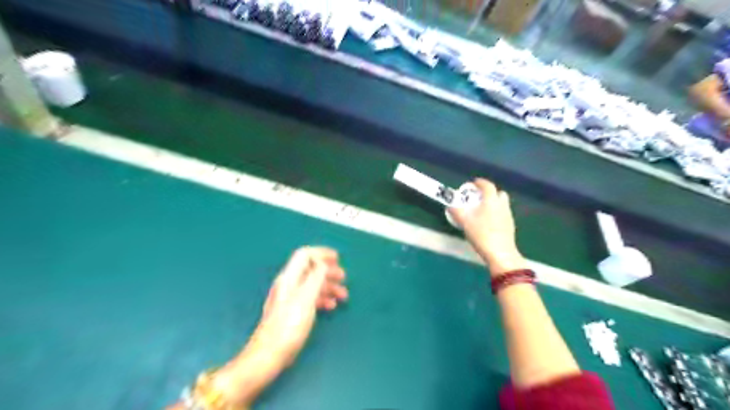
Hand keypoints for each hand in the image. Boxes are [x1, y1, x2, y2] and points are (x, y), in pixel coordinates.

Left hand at [256, 245, 347, 362]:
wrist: (269, 354)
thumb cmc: (289, 326)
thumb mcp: (306, 298)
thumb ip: (316, 277)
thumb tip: (324, 263)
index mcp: (290, 278)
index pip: (305, 255)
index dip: (322, 253)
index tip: (338, 258)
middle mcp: (289, 284)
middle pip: (311, 269)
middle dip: (329, 271)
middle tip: (344, 278)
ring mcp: (290, 298)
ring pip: (312, 284)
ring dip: (328, 286)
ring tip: (343, 295)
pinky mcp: (292, 311)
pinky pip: (310, 297)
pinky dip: (322, 298)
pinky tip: (331, 306)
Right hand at [447, 177, 528, 276]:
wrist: (500, 253)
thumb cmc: (481, 234)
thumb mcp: (464, 222)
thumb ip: (456, 211)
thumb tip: (450, 205)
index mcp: (491, 201)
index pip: (488, 186)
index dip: (480, 182)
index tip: (473, 183)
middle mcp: (502, 205)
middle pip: (499, 193)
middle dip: (489, 193)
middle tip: (479, 198)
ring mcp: (508, 216)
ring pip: (502, 204)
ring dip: (493, 203)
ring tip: (482, 211)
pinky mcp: (510, 226)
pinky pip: (503, 214)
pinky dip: (496, 214)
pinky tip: (488, 223)